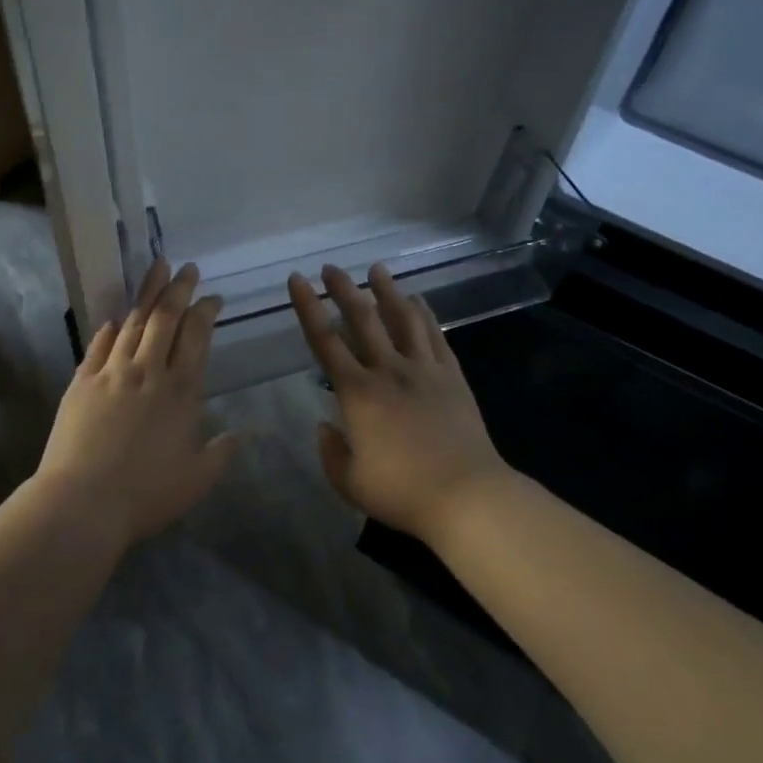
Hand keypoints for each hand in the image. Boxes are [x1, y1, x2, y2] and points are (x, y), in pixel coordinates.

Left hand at [34, 259, 237, 546]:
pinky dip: (109, 330)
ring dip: (147, 294)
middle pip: (165, 318)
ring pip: (132, 323)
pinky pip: (98, 346)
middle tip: (186, 268)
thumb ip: (222, 452)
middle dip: (178, 289)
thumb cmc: (146, 494)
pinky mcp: (81, 383)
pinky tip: (113, 320)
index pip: (197, 337)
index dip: (206, 312)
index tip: (213, 298)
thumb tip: (242, 434)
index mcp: (181, 390)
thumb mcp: (197, 479)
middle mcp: (148, 371)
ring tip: (156, 270)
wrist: (82, 503)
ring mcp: (111, 373)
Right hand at [287, 263, 508, 543]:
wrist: (466, 495)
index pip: (325, 341)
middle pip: (363, 319)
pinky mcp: (451, 376)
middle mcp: (388, 370)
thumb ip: (331, 452)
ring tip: (377, 269)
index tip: (297, 280)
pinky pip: (434, 335)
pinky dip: (424, 314)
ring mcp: (424, 370)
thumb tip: (325, 426)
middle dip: (344, 290)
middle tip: (331, 267)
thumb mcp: (350, 482)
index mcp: (357, 393)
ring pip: (403, 318)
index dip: (308, 308)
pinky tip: (418, 300)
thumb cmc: (402, 492)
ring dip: (387, 291)